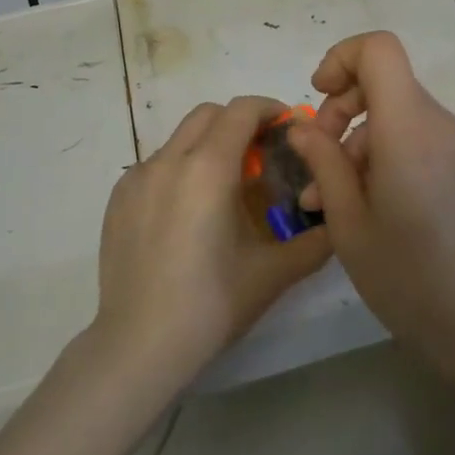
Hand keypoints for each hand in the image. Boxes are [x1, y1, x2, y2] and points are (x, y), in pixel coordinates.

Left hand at [92, 97, 332, 388]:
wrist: (140, 345)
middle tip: (260, 156)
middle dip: (238, 123)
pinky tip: (187, 215)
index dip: (269, 109)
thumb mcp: (275, 272)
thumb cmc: (213, 304)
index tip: (287, 128)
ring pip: (180, 139)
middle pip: (209, 114)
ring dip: (208, 146)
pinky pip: (156, 165)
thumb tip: (336, 217)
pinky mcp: (118, 199)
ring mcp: (137, 178)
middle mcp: (169, 160)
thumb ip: (316, 240)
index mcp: (208, 168)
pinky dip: (179, 170)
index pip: (242, 110)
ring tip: (223, 189)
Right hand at [287, 32, 454, 358]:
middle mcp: (435, 122)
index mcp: (407, 124)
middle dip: (339, 109)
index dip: (341, 58)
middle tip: (316, 160)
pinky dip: (379, 157)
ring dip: (353, 142)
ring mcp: (451, 145)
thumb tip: (303, 126)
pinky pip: (411, 140)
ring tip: (325, 200)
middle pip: (382, 81)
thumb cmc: (410, 273)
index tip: (317, 97)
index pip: (379, 48)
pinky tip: (359, 207)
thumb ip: (323, 162)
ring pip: (393, 114)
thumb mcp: (348, 220)